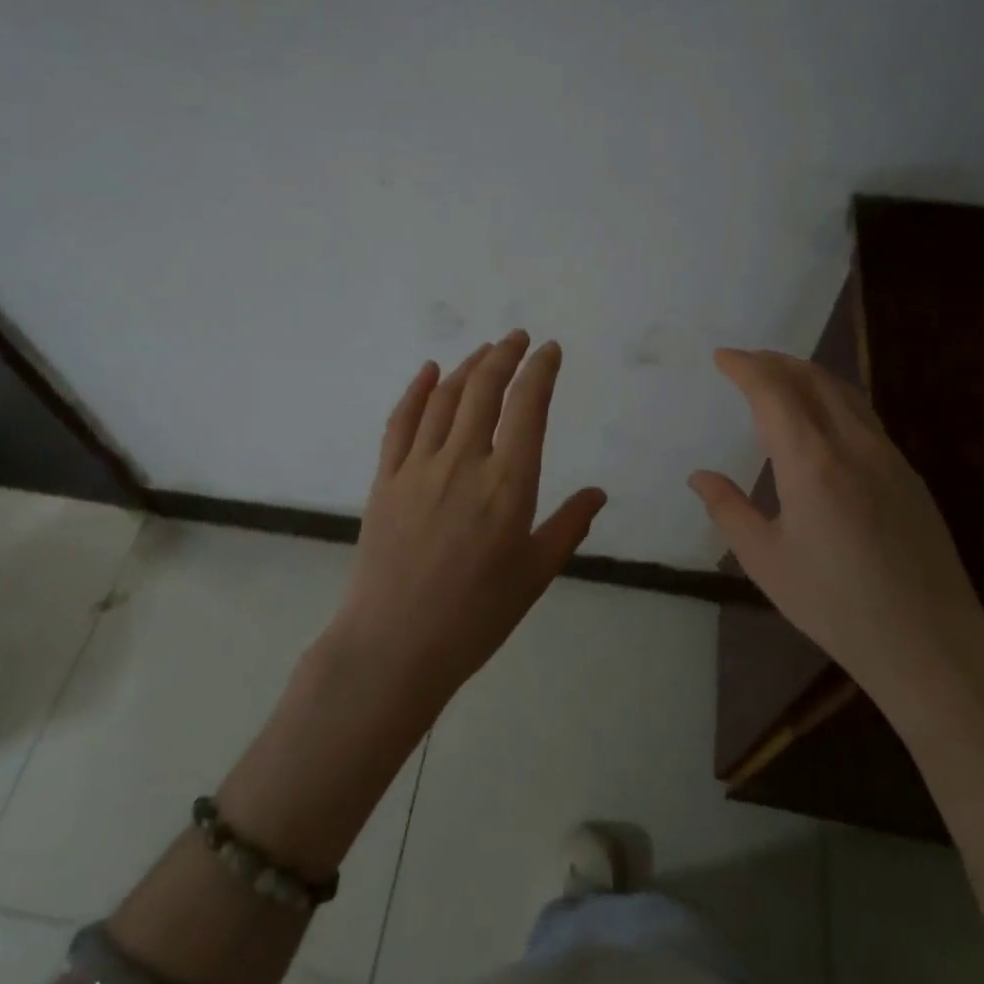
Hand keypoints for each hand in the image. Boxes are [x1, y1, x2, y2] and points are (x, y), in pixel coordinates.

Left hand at [326, 330, 606, 714]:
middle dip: (505, 355)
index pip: (528, 408)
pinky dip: (416, 390)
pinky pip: (401, 422)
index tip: (550, 351)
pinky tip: (428, 371)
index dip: (540, 371)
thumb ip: (568, 526)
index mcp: (508, 485)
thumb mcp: (534, 575)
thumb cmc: (475, 616)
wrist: (394, 646)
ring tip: (485, 351)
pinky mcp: (385, 479)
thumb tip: (597, 493)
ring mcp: (419, 467)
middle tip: (518, 338)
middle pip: (484, 389)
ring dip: (467, 366)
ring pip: (445, 398)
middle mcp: (464, 462)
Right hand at [689, 349, 983, 724]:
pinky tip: (822, 418)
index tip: (722, 357)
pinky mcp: (908, 474)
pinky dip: (832, 397)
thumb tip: (700, 477)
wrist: (929, 642)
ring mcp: (887, 456)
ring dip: (806, 374)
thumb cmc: (835, 604)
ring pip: (844, 392)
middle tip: (745, 361)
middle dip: (775, 361)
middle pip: (813, 378)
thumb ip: (729, 510)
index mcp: (811, 463)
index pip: (774, 392)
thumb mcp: (766, 561)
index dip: (746, 367)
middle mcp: (853, 445)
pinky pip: (864, 415)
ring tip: (779, 377)